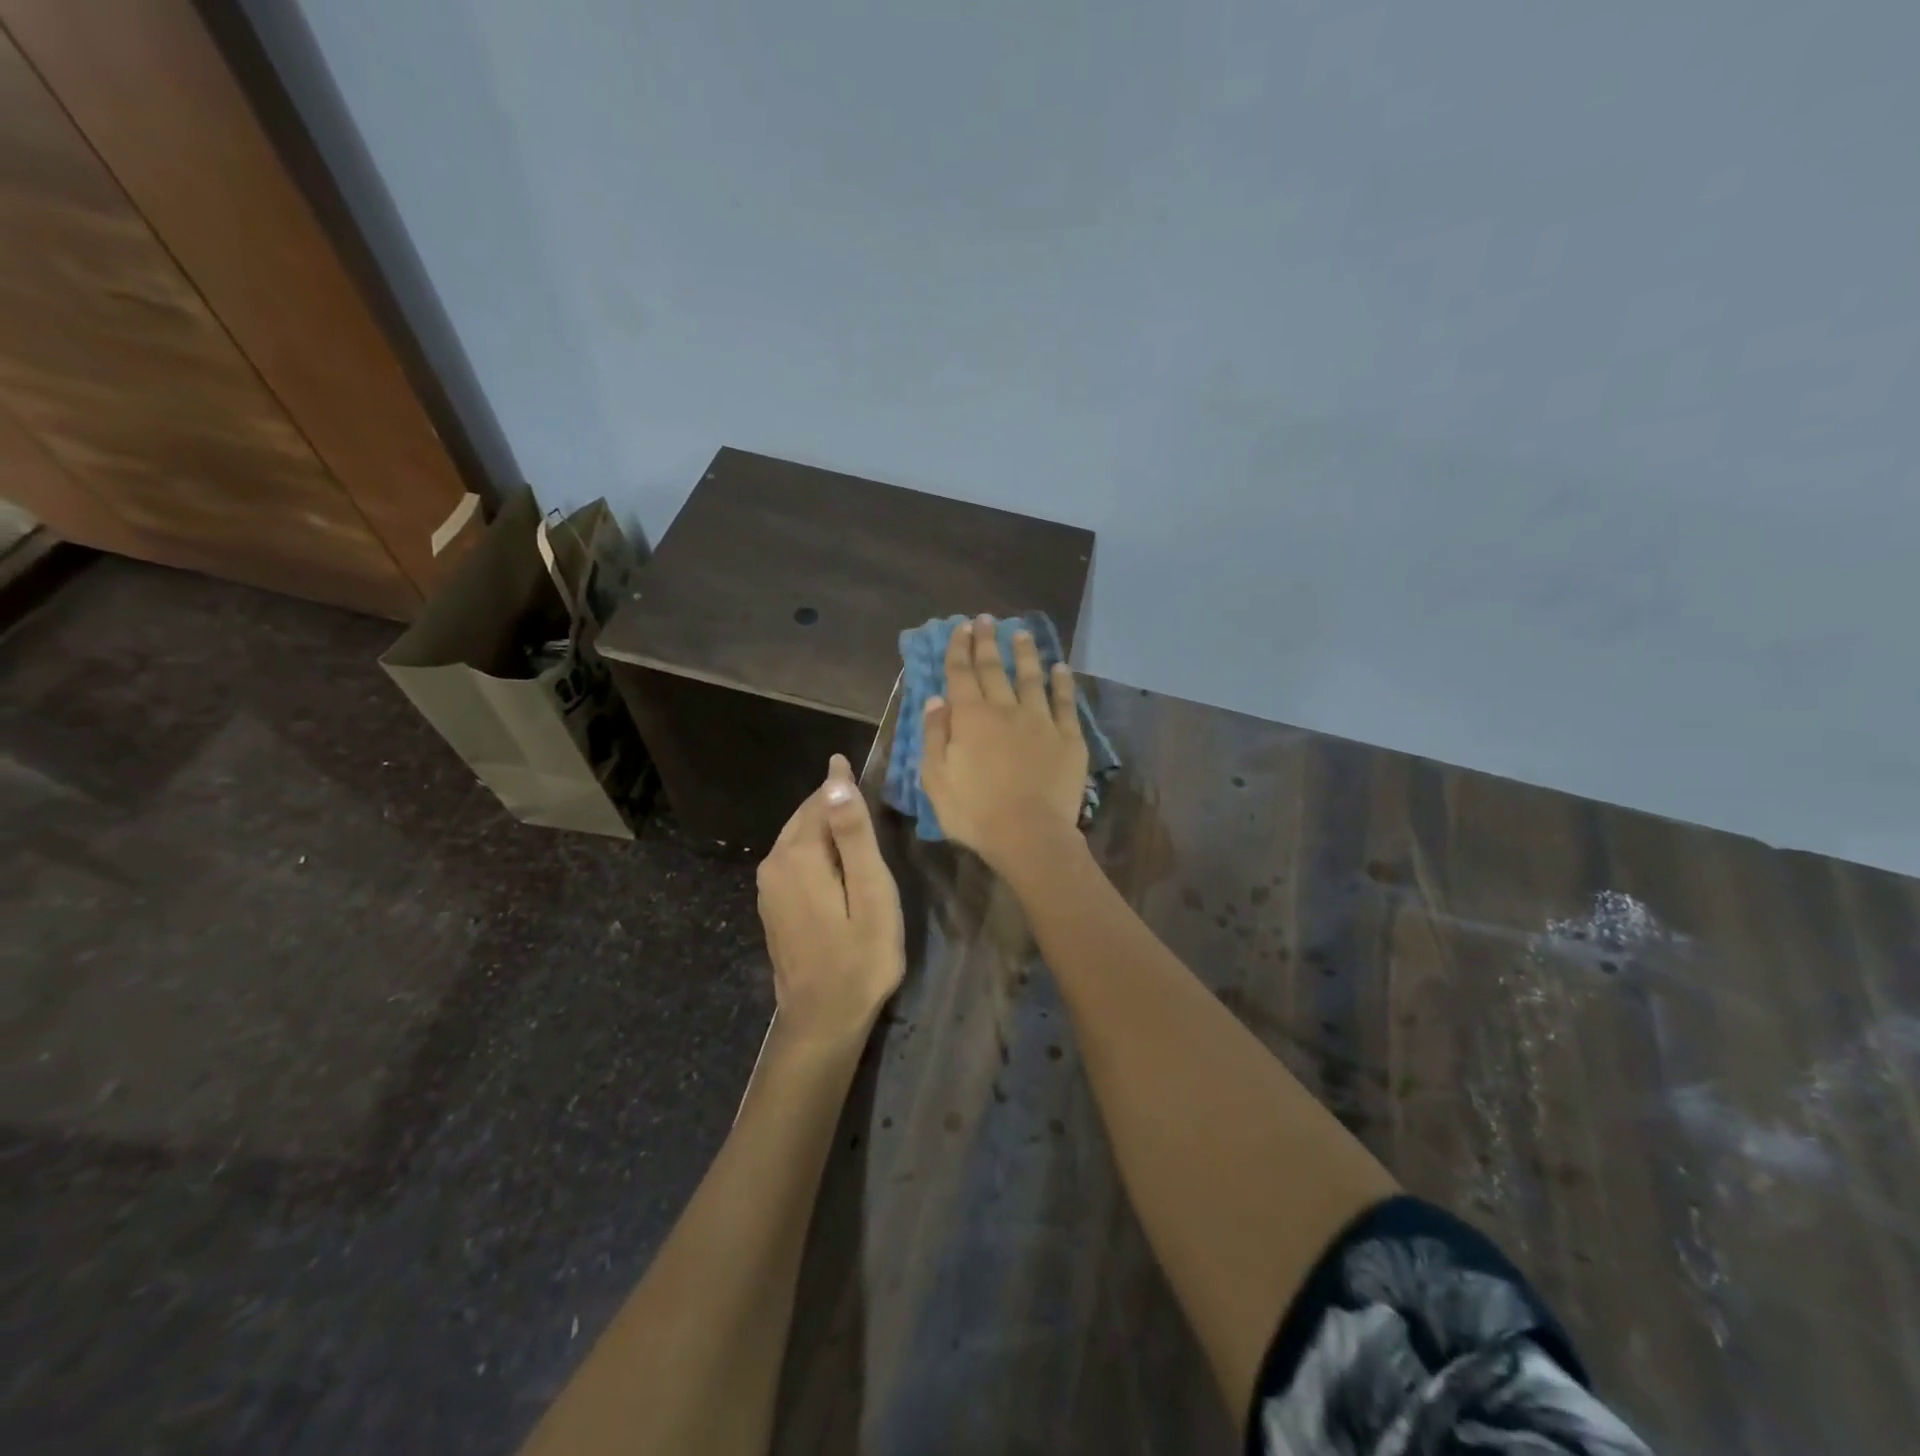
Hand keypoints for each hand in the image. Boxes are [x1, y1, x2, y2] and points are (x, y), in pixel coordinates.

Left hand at [757, 754, 904, 1045]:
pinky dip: (816, 848)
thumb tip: (836, 780)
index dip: (843, 783)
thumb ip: (854, 835)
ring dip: (825, 825)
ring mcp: (768, 887)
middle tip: (866, 792)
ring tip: (858, 820)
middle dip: (833, 801)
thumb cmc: (860, 958)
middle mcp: (774, 863)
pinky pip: (794, 858)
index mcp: (798, 855)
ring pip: (799, 836)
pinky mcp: (772, 905)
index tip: (860, 764)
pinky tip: (838, 860)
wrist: (822, 1021)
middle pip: (806, 816)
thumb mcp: (871, 894)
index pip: (821, 799)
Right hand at [921, 615, 1088, 874]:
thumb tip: (936, 699)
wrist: (1029, 835)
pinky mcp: (1068, 738)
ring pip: (1031, 678)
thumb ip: (934, 736)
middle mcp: (1005, 710)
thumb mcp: (936, 779)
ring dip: (1025, 653)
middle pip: (994, 669)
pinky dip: (1062, 683)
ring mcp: (1040, 721)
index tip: (960, 628)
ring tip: (1022, 632)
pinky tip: (1061, 668)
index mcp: (970, 718)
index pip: (961, 674)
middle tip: (986, 619)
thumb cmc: (974, 812)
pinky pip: (1065, 702)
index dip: (959, 649)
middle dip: (987, 642)